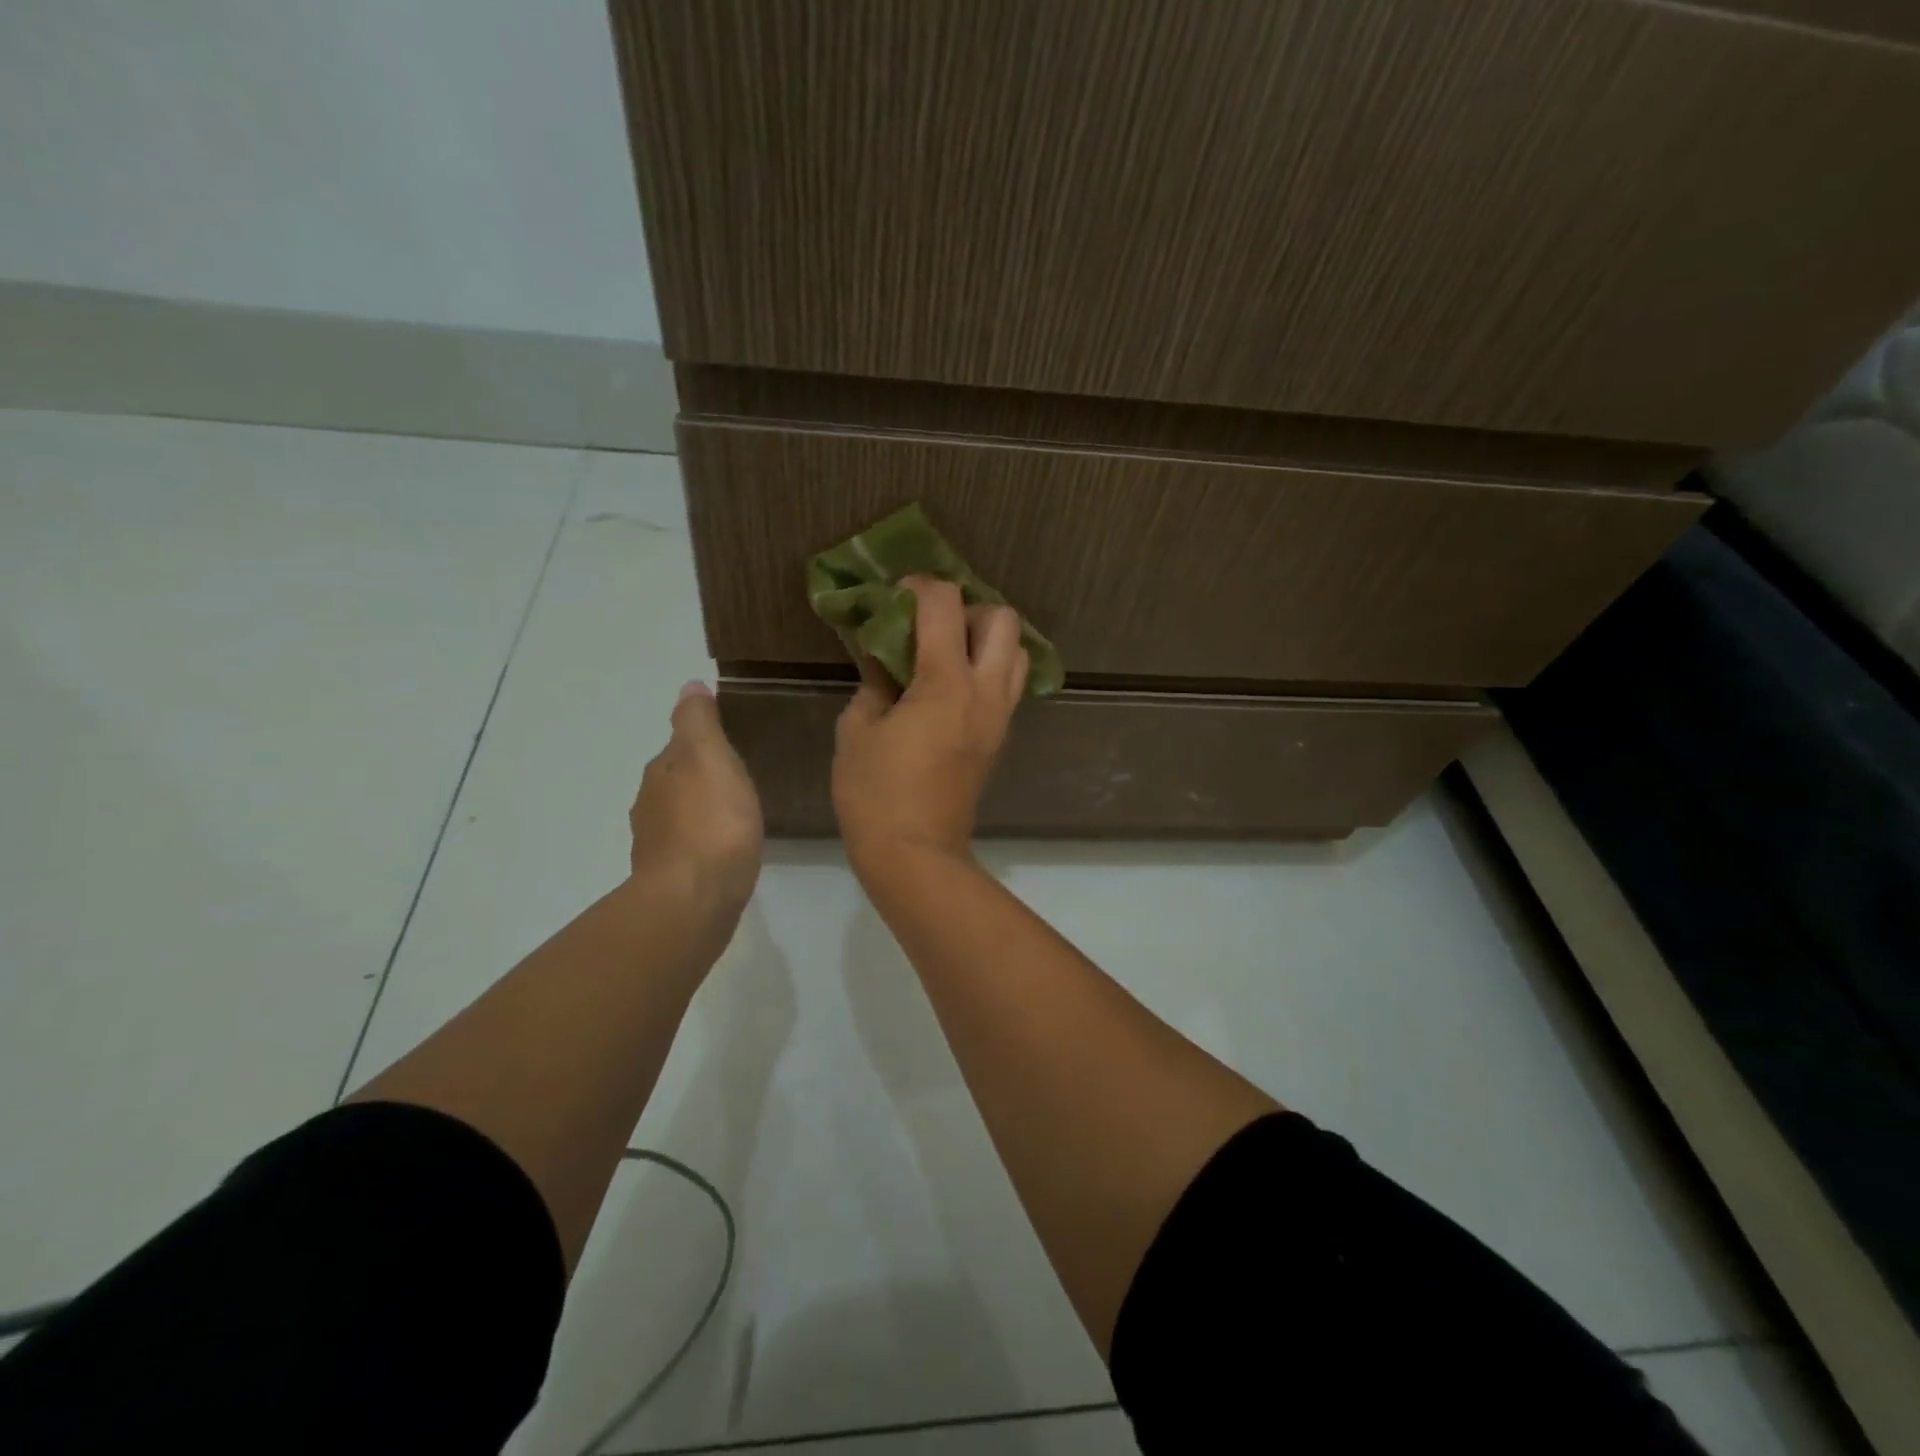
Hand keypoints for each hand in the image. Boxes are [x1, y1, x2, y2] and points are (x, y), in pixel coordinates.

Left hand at [627, 681, 763, 921]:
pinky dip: (703, 842)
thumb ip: (699, 721)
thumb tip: (689, 685)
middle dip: (701, 778)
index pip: (680, 745)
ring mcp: (657, 844)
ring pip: (680, 815)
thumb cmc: (712, 822)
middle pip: (677, 780)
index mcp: (662, 771)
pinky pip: (689, 848)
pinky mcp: (670, 878)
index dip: (704, 742)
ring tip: (735, 815)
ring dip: (701, 811)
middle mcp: (651, 804)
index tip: (733, 744)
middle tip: (739, 779)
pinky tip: (724, 851)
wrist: (693, 899)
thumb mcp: (711, 757)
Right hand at [832, 577, 1028, 874]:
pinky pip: (1007, 684)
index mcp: (946, 683)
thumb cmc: (876, 793)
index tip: (895, 597)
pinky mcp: (1000, 737)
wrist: (916, 855)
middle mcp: (985, 691)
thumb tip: (885, 661)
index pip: (945, 604)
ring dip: (985, 639)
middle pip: (1003, 618)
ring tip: (946, 653)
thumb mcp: (857, 730)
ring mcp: (999, 716)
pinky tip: (950, 687)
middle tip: (931, 626)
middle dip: (967, 608)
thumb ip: (874, 683)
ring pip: (1016, 651)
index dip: (919, 586)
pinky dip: (987, 669)